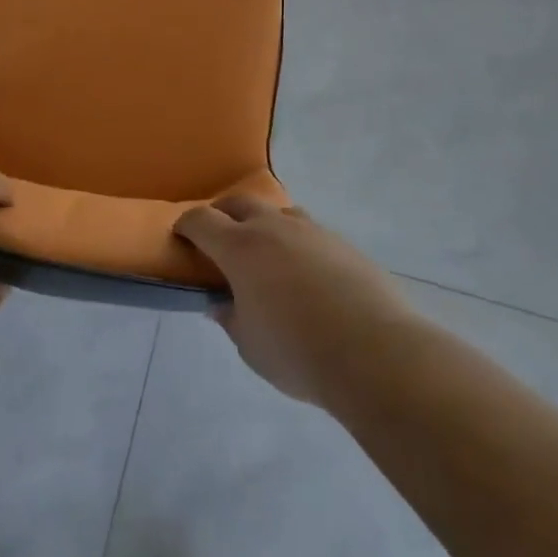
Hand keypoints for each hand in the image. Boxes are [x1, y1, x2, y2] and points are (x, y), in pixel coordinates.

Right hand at [174, 195, 416, 406]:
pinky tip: (306, 273)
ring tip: (266, 253)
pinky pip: (310, 232)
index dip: (186, 225)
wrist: (376, 353)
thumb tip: (220, 303)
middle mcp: (273, 228)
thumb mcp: (249, 344)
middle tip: (219, 238)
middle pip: (239, 203)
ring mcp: (313, 231)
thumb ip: (230, 318)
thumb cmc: (297, 351)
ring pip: (279, 212)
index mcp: (240, 247)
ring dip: (264, 223)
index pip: (201, 220)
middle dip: (222, 214)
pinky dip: (297, 243)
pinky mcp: (344, 244)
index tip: (181, 235)